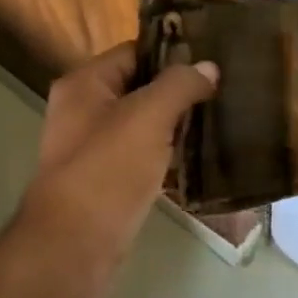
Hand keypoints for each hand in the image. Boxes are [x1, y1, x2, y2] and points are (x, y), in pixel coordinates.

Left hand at [12, 42, 218, 297]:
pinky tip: (201, 157)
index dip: (172, 53)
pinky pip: (143, 155)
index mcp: (85, 83)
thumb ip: (179, 85)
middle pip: (140, 87)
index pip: (134, 52)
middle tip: (225, 90)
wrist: (73, 246)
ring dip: (176, 124)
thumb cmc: (107, 170)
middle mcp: (84, 110)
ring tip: (220, 119)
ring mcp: (94, 147)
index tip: (214, 59)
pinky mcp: (106, 180)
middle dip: (179, 90)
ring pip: (143, 123)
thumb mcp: (148, 116)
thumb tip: (208, 67)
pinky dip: (167, 154)